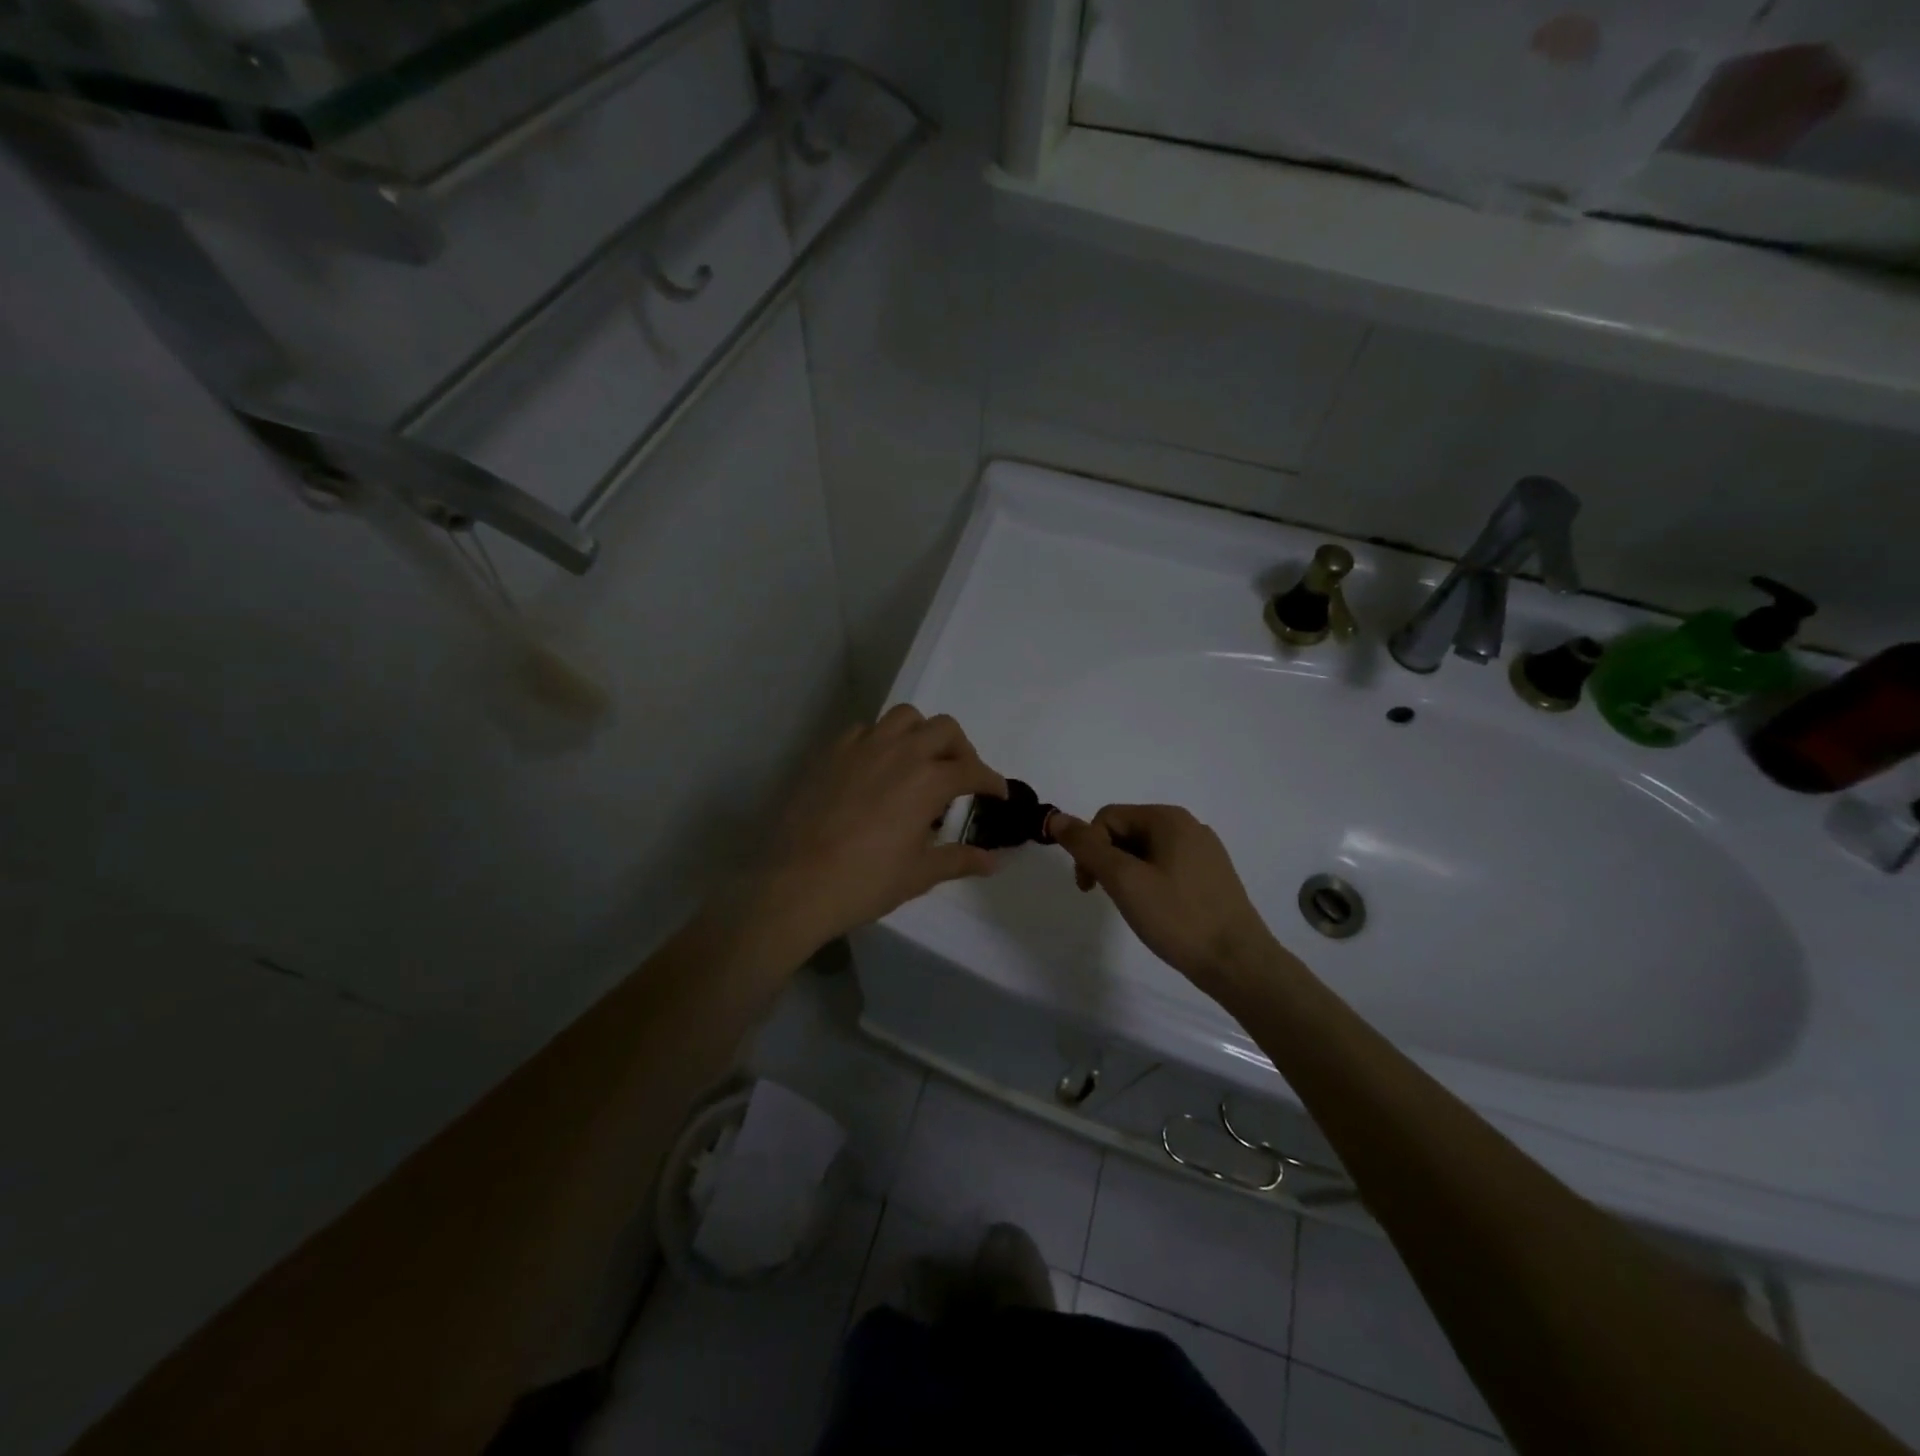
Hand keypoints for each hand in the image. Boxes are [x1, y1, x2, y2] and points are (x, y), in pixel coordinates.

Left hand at [755, 705, 1006, 951]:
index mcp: (927, 781)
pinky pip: (865, 731)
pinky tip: (877, 769)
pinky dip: (881, 741)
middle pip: (944, 729)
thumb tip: (992, 861)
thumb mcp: (918, 875)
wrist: (795, 884)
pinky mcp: (831, 753)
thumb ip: (958, 860)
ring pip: (904, 717)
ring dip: (921, 734)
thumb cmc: (864, 883)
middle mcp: (899, 753)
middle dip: (961, 749)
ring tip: (919, 763)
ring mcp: (862, 748)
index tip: (996, 795)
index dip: (990, 781)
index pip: (972, 770)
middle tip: (959, 778)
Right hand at [1048, 804, 1279, 994]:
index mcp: (1169, 819)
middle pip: (1127, 831)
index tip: (1089, 887)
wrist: (1239, 963)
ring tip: (1135, 907)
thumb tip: (1056, 818)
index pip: (1108, 818)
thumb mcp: (1124, 880)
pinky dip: (1150, 883)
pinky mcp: (1212, 876)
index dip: (1089, 848)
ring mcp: (1204, 851)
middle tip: (1109, 898)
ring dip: (1127, 874)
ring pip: (1145, 851)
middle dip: (1108, 861)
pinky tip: (1157, 911)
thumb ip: (1087, 847)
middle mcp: (1189, 826)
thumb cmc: (1178, 918)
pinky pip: (1167, 867)